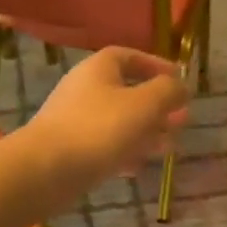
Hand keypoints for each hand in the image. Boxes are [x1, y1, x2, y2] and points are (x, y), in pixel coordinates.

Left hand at [23, 47, 189, 207]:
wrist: (45, 170)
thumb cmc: (99, 129)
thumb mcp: (145, 105)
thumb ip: (168, 91)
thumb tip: (181, 86)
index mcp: (99, 69)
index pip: (129, 56)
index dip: (156, 65)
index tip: (179, 79)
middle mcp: (85, 89)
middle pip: (127, 91)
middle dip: (157, 106)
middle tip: (181, 120)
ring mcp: (75, 120)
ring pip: (118, 120)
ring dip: (146, 131)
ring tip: (169, 146)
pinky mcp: (70, 149)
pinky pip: (104, 144)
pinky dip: (125, 151)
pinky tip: (139, 167)